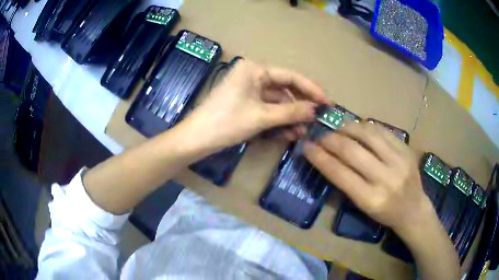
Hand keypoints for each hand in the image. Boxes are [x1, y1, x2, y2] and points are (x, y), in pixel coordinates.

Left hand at [180, 60, 327, 150]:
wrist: (195, 140)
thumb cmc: (225, 123)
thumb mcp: (261, 117)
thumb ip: (291, 112)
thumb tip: (316, 111)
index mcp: (255, 69)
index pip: (290, 77)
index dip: (311, 90)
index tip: (327, 103)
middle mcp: (253, 75)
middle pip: (285, 90)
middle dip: (300, 107)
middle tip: (316, 121)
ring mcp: (249, 90)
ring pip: (277, 102)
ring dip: (289, 117)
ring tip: (302, 132)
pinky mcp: (245, 104)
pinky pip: (267, 110)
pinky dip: (278, 121)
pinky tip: (289, 134)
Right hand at [303, 121, 434, 233]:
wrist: (413, 209)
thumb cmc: (385, 213)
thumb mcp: (362, 207)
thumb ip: (346, 183)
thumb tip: (327, 156)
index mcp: (371, 199)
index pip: (339, 173)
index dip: (319, 157)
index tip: (306, 146)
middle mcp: (385, 178)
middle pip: (352, 150)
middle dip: (330, 140)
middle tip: (321, 136)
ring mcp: (399, 161)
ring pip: (367, 134)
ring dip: (348, 128)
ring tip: (339, 130)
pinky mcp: (406, 149)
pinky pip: (382, 130)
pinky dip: (365, 127)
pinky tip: (359, 129)